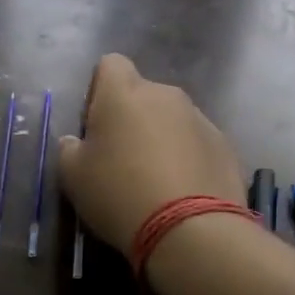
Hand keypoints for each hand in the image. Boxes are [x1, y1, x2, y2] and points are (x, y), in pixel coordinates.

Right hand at [56, 54, 243, 250]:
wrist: (191, 230)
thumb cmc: (119, 194)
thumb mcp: (73, 177)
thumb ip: (69, 149)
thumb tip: (76, 142)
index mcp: (124, 93)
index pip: (110, 65)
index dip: (99, 91)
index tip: (95, 126)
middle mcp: (165, 95)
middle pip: (143, 95)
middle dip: (132, 119)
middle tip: (122, 161)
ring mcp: (200, 119)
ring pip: (172, 120)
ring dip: (161, 139)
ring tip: (155, 182)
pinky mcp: (225, 146)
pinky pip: (197, 144)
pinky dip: (187, 160)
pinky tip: (182, 193)